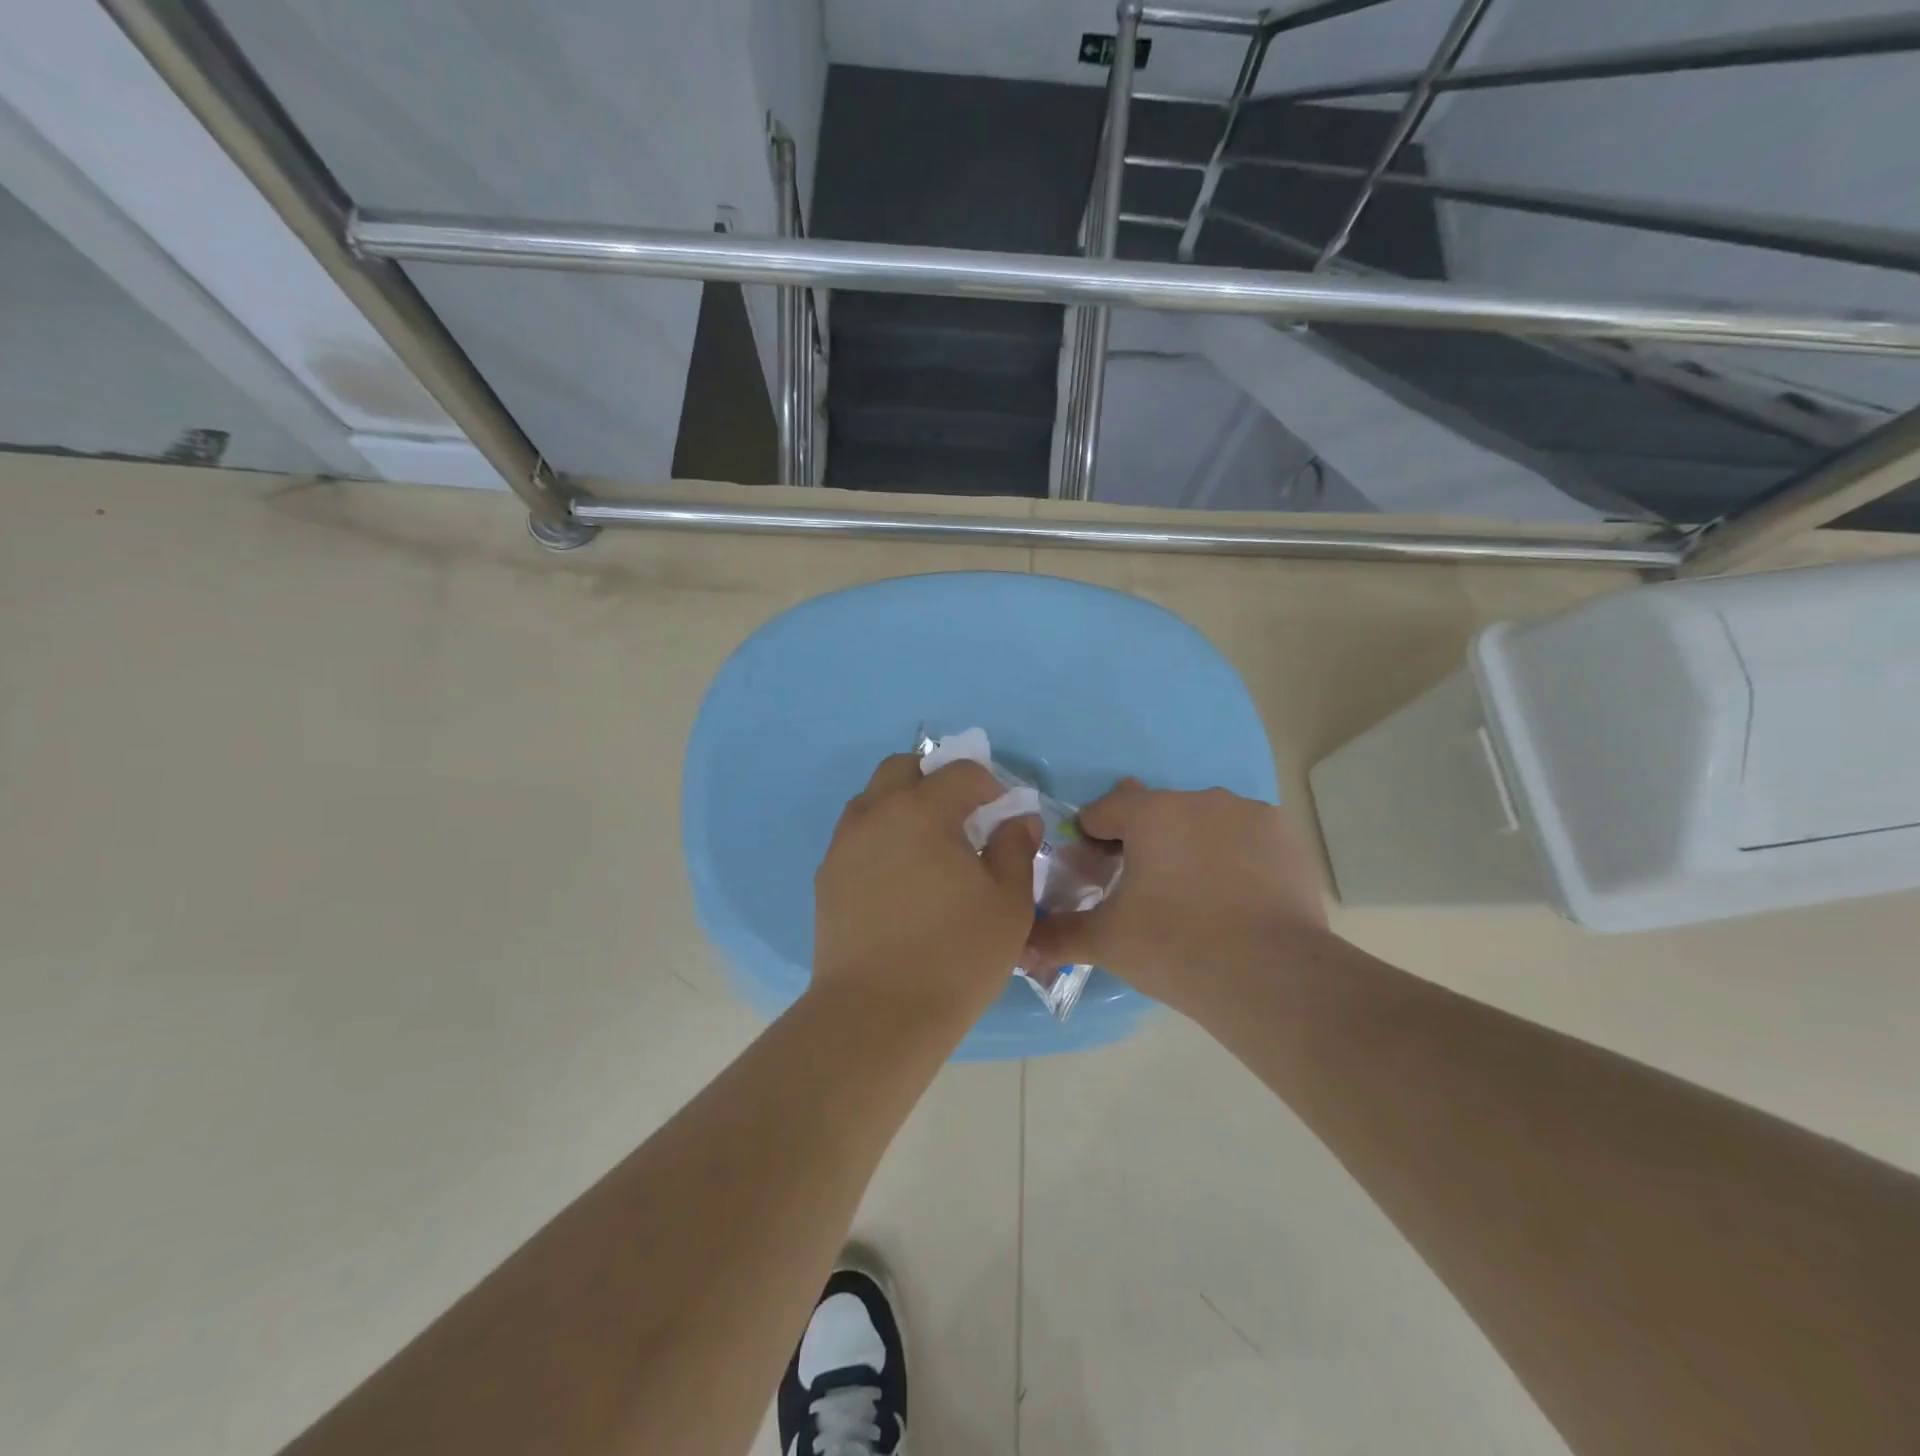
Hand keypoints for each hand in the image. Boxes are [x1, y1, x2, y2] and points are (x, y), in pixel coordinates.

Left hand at [813, 753, 1040, 1023]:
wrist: (876, 1015)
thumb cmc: (955, 955)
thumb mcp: (1008, 903)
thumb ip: (1015, 849)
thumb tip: (1018, 820)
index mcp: (922, 810)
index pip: (960, 772)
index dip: (988, 783)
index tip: (1002, 810)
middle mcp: (876, 814)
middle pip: (902, 768)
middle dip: (934, 778)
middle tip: (960, 814)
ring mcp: (844, 845)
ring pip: (872, 799)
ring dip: (902, 804)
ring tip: (927, 845)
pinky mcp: (826, 877)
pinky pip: (855, 836)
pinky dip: (880, 836)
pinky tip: (899, 877)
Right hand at [1024, 780, 1329, 1020]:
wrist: (1272, 979)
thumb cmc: (1177, 949)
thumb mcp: (1106, 943)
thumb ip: (1056, 935)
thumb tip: (1019, 947)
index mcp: (1150, 814)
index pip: (1103, 811)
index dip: (1091, 841)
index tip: (1096, 877)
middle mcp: (1198, 799)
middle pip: (1154, 813)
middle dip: (1141, 843)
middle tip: (1144, 892)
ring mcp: (1247, 813)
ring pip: (1201, 821)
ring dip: (1188, 846)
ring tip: (1195, 897)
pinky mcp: (1284, 835)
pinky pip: (1243, 836)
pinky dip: (1232, 856)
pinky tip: (1236, 896)